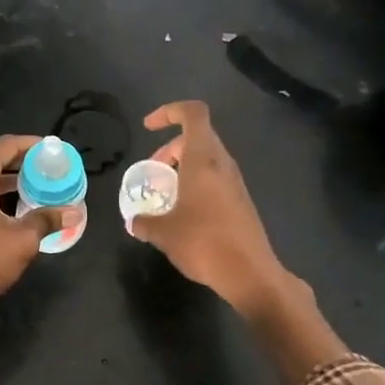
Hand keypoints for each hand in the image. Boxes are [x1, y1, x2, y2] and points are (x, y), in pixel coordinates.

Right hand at [130, 102, 290, 316]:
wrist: (250, 273)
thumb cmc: (203, 243)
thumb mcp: (163, 233)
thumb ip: (144, 222)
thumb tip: (134, 221)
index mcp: (203, 159)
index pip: (192, 113)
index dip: (169, 111)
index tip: (148, 128)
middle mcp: (222, 164)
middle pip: (197, 136)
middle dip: (169, 148)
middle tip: (152, 171)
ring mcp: (235, 183)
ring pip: (206, 159)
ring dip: (182, 167)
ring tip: (164, 194)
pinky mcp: (240, 201)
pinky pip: (214, 179)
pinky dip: (195, 184)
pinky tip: (182, 213)